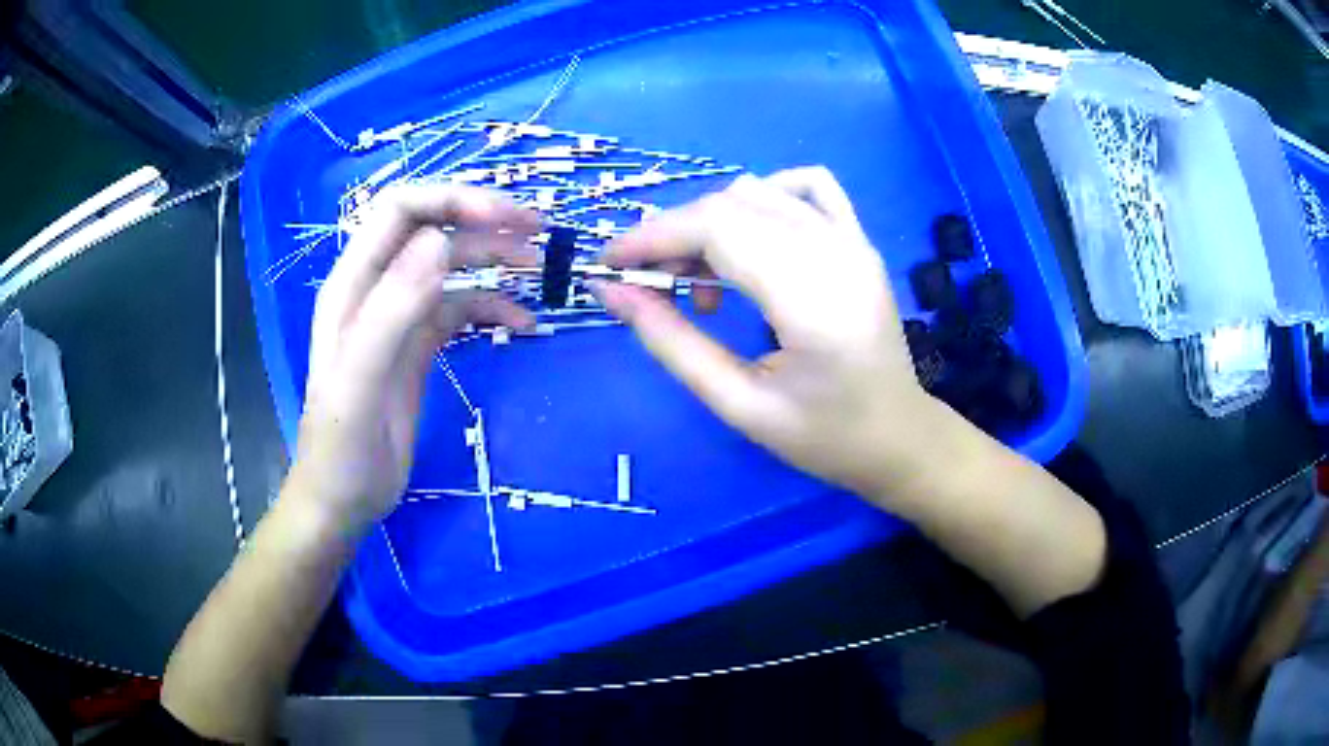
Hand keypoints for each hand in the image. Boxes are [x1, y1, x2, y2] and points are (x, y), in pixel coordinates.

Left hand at [293, 185, 539, 527]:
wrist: (342, 501)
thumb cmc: (341, 447)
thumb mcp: (360, 381)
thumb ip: (392, 310)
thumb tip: (439, 242)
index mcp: (353, 284)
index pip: (401, 210)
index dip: (451, 199)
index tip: (503, 215)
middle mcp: (376, 289)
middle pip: (432, 229)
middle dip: (483, 221)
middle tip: (538, 232)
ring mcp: (400, 317)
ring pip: (451, 266)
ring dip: (494, 260)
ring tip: (539, 269)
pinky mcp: (419, 346)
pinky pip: (460, 308)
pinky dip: (493, 306)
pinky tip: (522, 324)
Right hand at [597, 167, 946, 497]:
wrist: (899, 438)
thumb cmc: (825, 438)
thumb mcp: (740, 406)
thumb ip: (673, 344)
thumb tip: (614, 293)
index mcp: (812, 298)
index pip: (717, 229)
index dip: (653, 237)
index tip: (609, 264)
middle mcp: (836, 252)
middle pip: (731, 205)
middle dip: (673, 235)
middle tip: (648, 285)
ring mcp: (853, 240)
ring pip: (760, 192)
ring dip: (712, 223)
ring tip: (701, 284)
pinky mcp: (859, 241)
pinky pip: (808, 187)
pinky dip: (764, 197)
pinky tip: (751, 237)